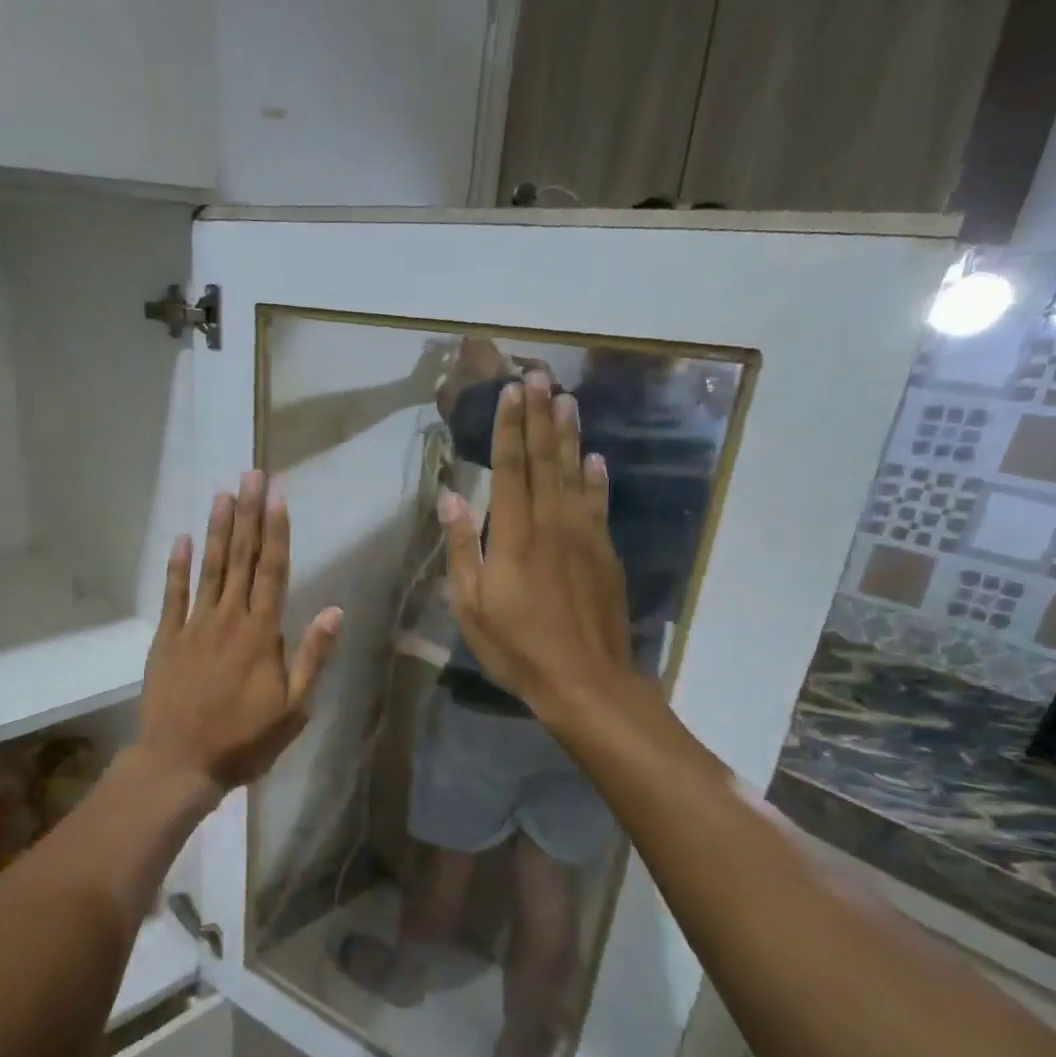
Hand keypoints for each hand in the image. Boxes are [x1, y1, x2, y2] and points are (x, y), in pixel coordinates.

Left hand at [139, 471, 342, 795]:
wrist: (181, 762)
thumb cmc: (244, 740)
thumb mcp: (294, 709)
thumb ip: (312, 657)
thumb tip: (334, 610)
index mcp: (262, 634)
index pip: (273, 571)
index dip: (276, 531)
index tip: (278, 496)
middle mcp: (229, 619)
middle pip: (241, 558)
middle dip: (248, 514)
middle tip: (251, 475)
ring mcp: (194, 626)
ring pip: (209, 568)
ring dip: (216, 529)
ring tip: (223, 494)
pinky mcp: (167, 638)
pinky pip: (173, 594)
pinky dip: (177, 566)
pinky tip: (181, 538)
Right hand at [441, 373, 631, 710]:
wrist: (585, 680)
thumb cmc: (517, 647)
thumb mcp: (471, 605)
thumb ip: (461, 549)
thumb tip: (449, 498)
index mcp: (514, 535)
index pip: (511, 468)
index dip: (511, 427)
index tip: (513, 390)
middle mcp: (552, 524)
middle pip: (547, 460)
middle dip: (541, 417)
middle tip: (541, 376)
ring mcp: (585, 537)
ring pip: (577, 474)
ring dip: (571, 436)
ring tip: (568, 400)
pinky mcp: (606, 554)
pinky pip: (600, 505)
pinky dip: (597, 479)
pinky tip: (597, 460)